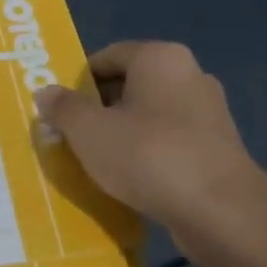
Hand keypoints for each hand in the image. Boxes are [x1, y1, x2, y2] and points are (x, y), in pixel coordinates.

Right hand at [34, 41, 266, 247]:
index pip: (108, 56)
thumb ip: (63, 108)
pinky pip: (170, 141)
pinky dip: (148, 154)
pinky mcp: (218, 148)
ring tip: (99, 161)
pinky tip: (132, 179)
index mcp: (160, 57)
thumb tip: (45, 93)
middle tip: (74, 135)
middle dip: (99, 108)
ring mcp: (209, 113)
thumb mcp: (89, 131)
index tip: (60, 109)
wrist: (221, 211)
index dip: (78, 80)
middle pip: (130, 84)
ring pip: (150, 115)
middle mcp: (190, 75)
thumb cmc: (148, 155)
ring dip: (123, 133)